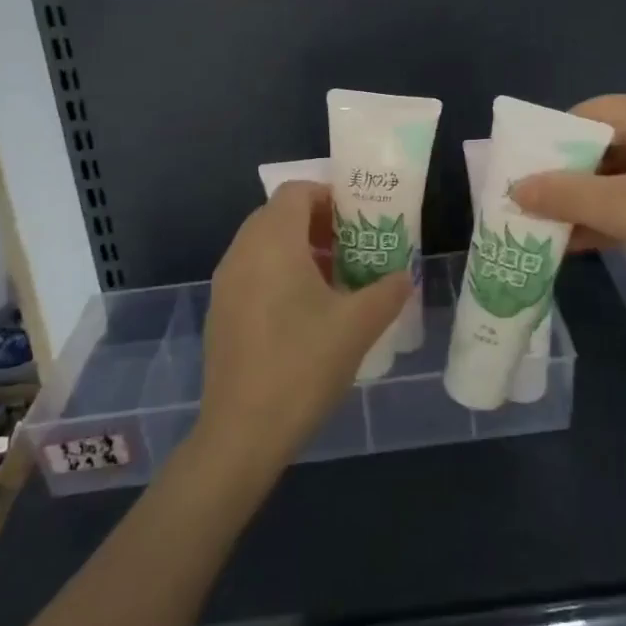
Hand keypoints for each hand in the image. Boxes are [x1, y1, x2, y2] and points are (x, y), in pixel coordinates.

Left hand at [194, 182, 411, 474]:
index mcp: (272, 243)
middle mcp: (242, 253)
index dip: (330, 196)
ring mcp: (226, 284)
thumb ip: (387, 291)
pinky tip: (307, 313)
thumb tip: (404, 276)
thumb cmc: (302, 365)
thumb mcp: (358, 325)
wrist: (242, 433)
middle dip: (319, 223)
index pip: (297, 192)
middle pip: (279, 215)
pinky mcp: (221, 313)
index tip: (360, 219)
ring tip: (337, 280)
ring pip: (264, 245)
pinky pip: (253, 272)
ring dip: (300, 250)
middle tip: (354, 247)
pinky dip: (280, 274)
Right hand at [511, 95, 625, 311]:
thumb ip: (566, 195)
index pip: (593, 112)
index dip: (552, 138)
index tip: (521, 167)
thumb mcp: (625, 210)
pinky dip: (608, 218)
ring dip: (583, 202)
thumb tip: (516, 187)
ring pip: (618, 178)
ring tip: (540, 227)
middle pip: (604, 146)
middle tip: (525, 201)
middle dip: (564, 176)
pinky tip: (575, 243)